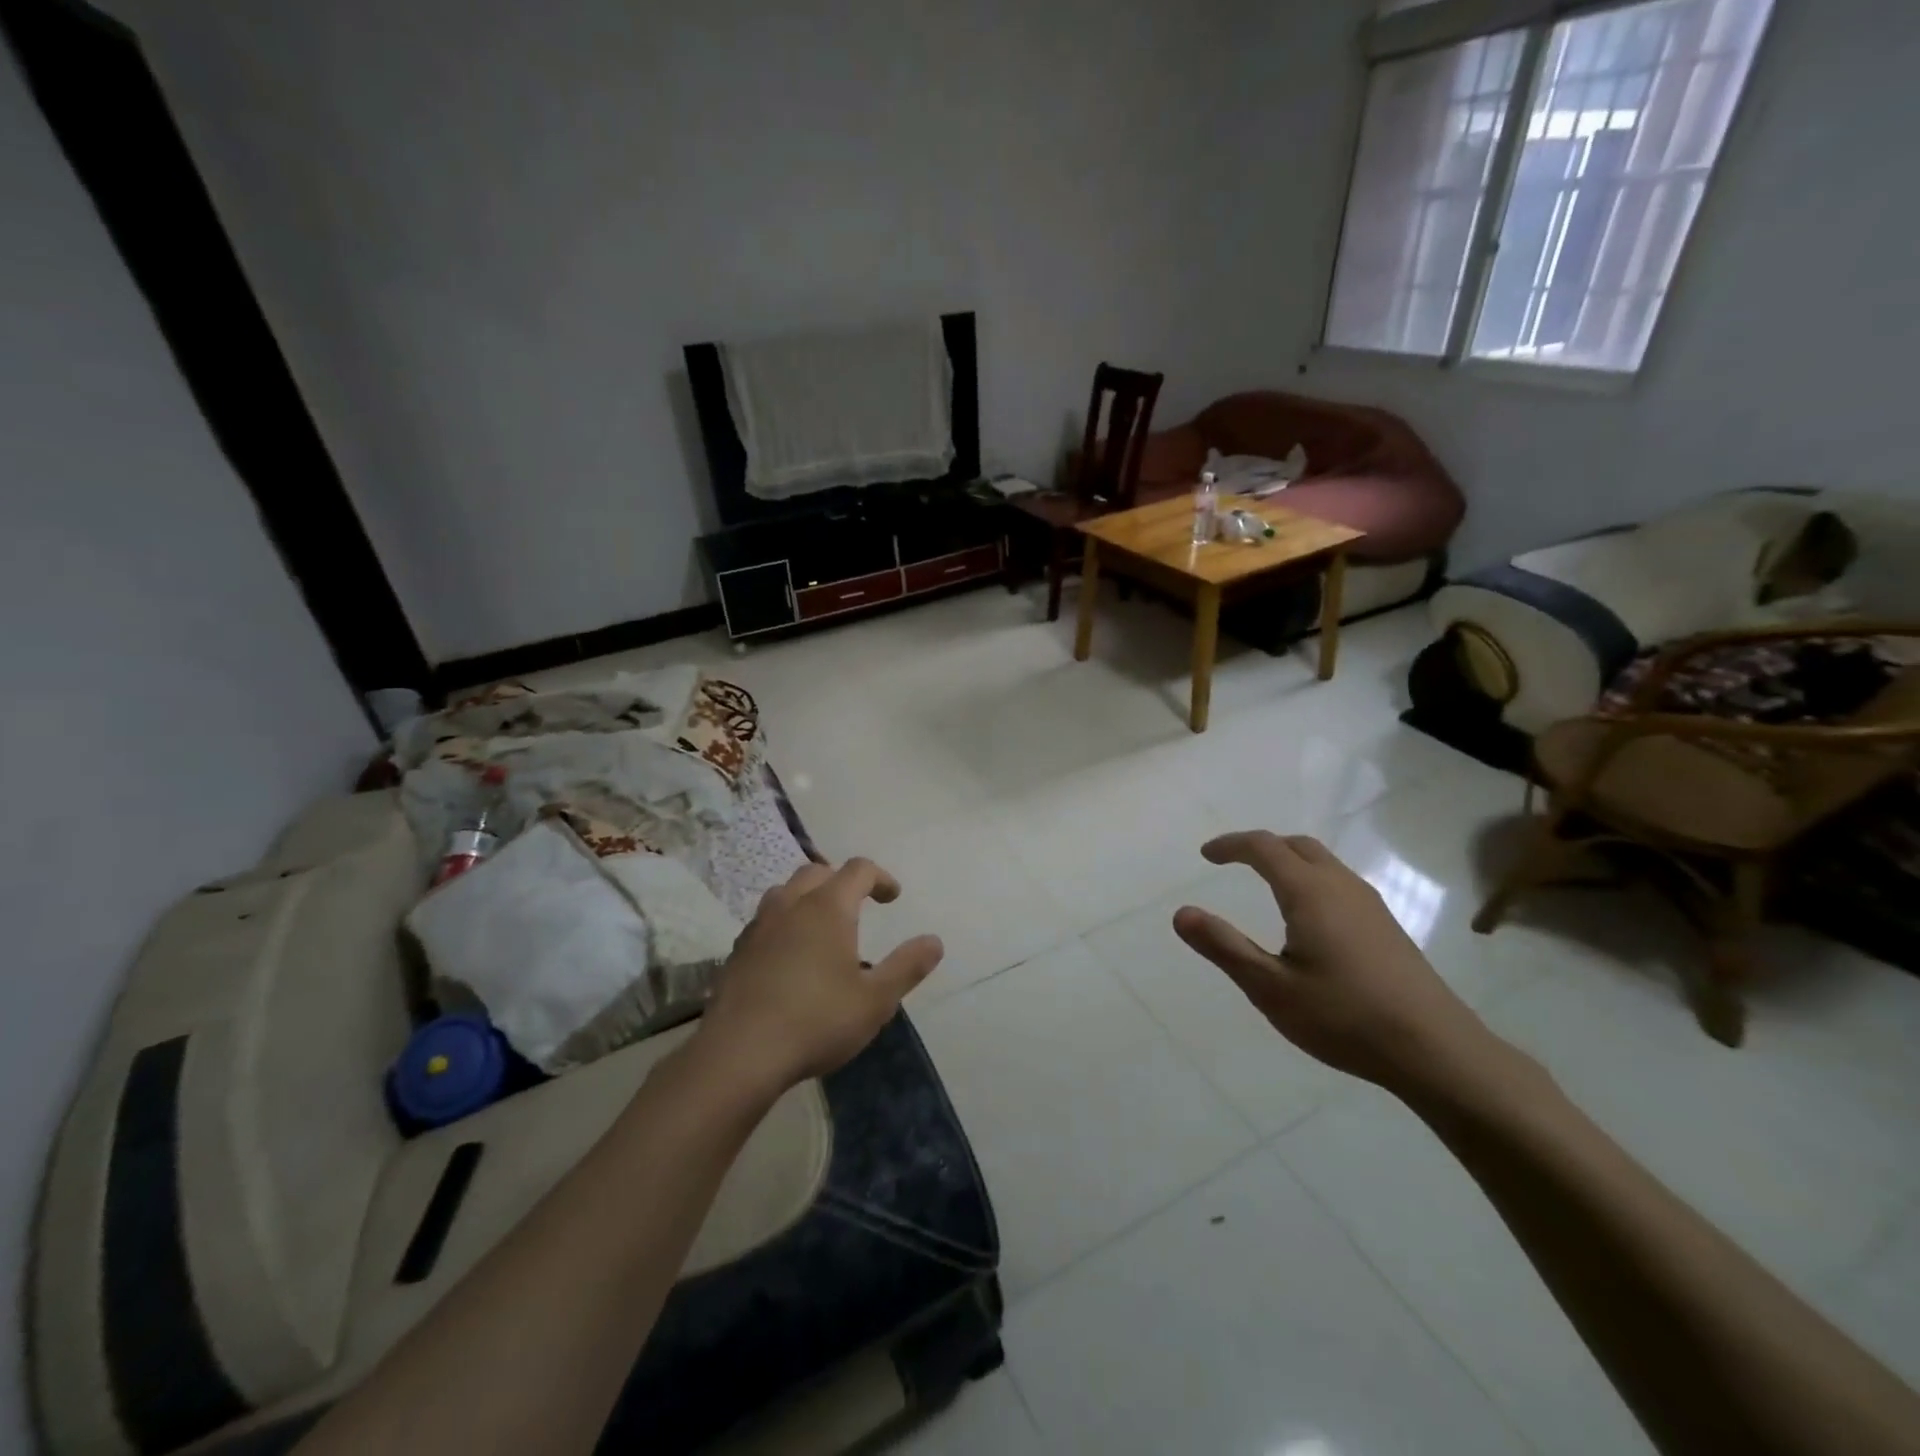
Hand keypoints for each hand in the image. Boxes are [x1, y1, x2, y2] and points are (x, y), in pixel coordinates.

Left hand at [693, 859, 943, 1097]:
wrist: (739, 1054)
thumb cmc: (817, 1021)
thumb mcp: (876, 1000)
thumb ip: (907, 967)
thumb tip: (934, 941)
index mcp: (828, 907)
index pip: (858, 870)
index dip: (880, 877)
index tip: (893, 898)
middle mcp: (791, 905)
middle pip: (817, 872)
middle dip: (841, 881)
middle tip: (858, 905)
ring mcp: (758, 927)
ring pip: (785, 892)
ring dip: (808, 897)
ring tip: (822, 925)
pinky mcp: (737, 952)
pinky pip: (765, 921)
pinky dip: (784, 923)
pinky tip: (789, 955)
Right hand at [1172, 831, 1511, 1101]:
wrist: (1436, 1050)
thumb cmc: (1344, 1017)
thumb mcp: (1270, 988)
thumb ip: (1224, 947)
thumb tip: (1181, 913)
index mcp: (1309, 892)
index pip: (1264, 847)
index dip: (1231, 845)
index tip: (1206, 855)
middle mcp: (1341, 887)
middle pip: (1297, 846)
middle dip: (1261, 846)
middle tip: (1234, 862)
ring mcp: (1370, 905)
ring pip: (1324, 862)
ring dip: (1289, 860)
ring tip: (1266, 883)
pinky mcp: (1387, 927)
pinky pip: (1340, 882)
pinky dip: (1312, 879)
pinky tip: (1309, 917)